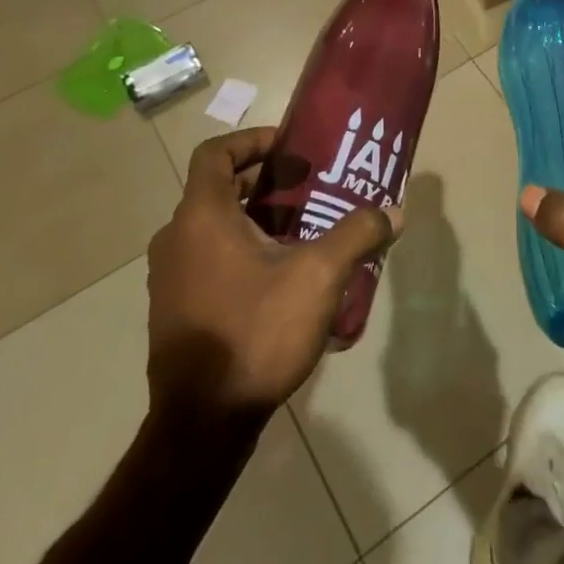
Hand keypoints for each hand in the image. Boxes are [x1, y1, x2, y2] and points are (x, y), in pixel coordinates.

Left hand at [146, 127, 395, 422]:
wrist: (203, 422)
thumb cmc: (256, 331)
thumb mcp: (319, 276)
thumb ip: (357, 234)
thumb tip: (393, 212)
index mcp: (201, 217)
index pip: (215, 153)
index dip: (252, 141)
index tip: (289, 147)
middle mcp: (176, 238)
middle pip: (218, 189)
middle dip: (265, 182)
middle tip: (309, 187)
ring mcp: (169, 277)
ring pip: (214, 226)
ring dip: (255, 218)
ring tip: (302, 230)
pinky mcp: (174, 308)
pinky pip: (207, 258)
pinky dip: (240, 249)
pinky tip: (280, 277)